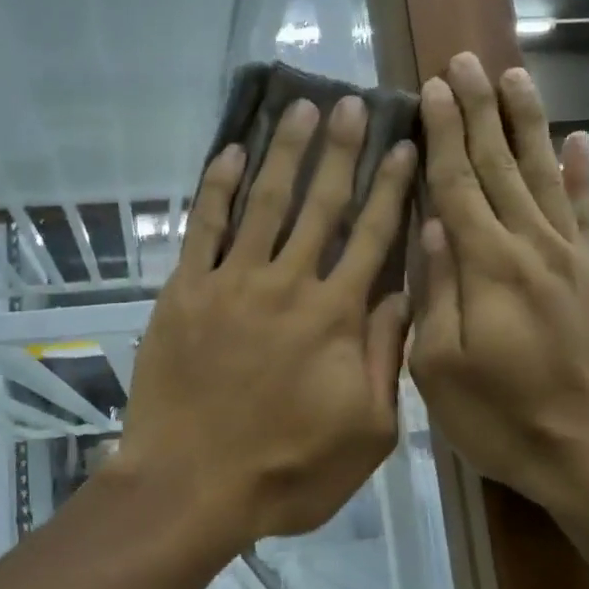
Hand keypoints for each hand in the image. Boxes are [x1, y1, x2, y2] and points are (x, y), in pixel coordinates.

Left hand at [118, 95, 418, 551]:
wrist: (192, 486)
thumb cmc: (287, 471)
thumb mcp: (367, 432)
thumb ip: (385, 358)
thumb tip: (401, 294)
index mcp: (336, 317)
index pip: (373, 237)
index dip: (392, 189)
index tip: (404, 146)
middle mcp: (288, 285)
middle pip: (321, 205)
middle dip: (339, 151)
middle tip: (350, 102)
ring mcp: (231, 284)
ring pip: (265, 204)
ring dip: (284, 153)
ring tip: (299, 108)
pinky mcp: (185, 292)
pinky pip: (202, 228)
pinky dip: (217, 188)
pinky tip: (231, 153)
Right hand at [409, 53, 588, 515]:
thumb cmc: (501, 418)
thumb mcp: (440, 368)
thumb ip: (436, 292)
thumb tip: (432, 226)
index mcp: (487, 268)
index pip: (458, 185)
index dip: (444, 133)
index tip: (433, 88)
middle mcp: (533, 247)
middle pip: (501, 166)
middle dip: (481, 111)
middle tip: (466, 62)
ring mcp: (575, 259)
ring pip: (545, 176)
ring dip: (528, 125)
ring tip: (514, 78)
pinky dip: (583, 175)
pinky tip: (577, 142)